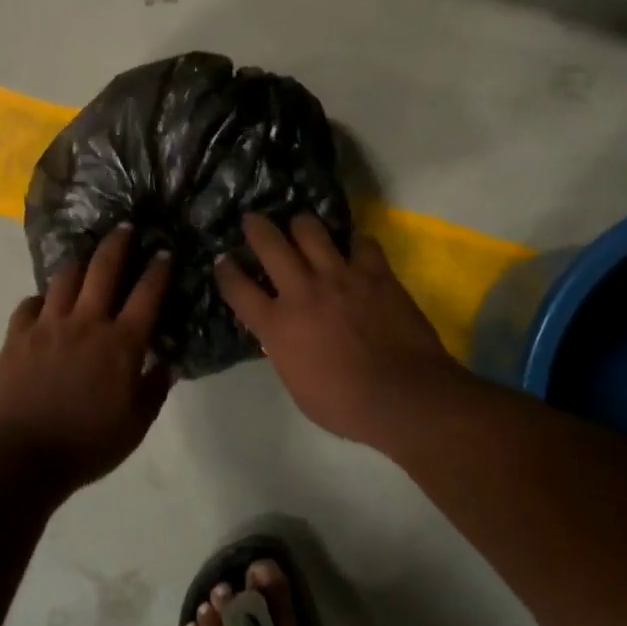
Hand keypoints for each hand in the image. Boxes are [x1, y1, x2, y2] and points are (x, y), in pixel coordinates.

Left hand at [0, 225, 173, 489]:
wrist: (20, 459)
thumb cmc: (86, 446)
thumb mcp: (135, 426)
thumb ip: (154, 389)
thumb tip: (167, 362)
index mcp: (120, 344)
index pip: (147, 294)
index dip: (158, 268)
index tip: (164, 250)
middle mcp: (86, 323)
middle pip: (104, 268)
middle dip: (118, 242)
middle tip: (125, 226)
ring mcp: (48, 325)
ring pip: (66, 277)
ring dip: (80, 262)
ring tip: (87, 255)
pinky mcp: (17, 335)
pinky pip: (30, 304)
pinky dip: (41, 299)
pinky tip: (45, 303)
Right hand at [214, 212, 460, 445]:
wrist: (404, 398)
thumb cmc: (345, 405)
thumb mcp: (297, 385)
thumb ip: (284, 351)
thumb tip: (280, 335)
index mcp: (278, 325)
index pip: (237, 288)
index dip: (225, 271)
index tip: (222, 260)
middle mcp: (302, 292)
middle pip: (269, 243)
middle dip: (256, 226)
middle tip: (253, 220)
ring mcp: (340, 277)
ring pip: (310, 230)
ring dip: (302, 226)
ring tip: (302, 227)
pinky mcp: (374, 273)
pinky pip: (361, 242)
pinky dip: (355, 244)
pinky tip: (355, 250)